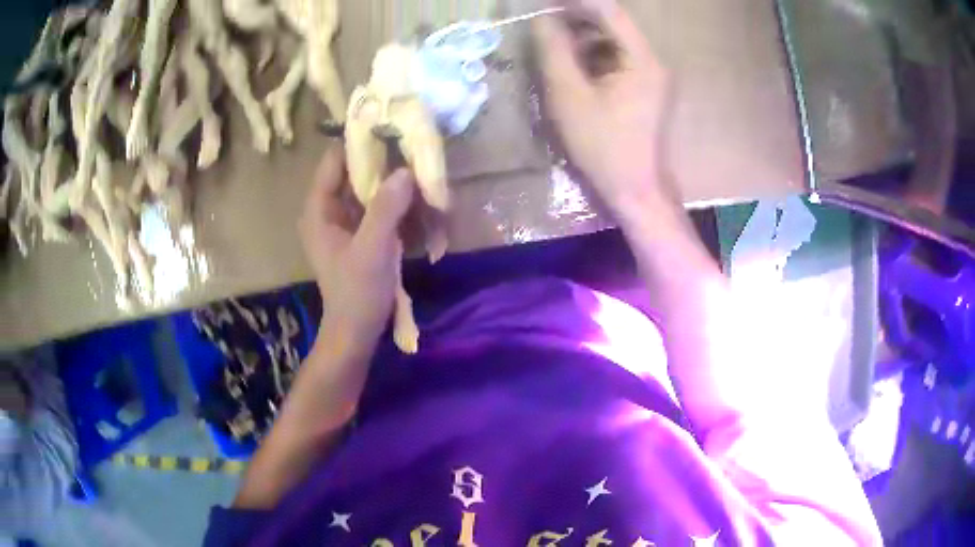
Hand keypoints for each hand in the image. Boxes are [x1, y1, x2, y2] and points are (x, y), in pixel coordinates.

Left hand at [299, 146, 414, 347]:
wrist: (356, 332)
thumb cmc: (357, 293)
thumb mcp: (372, 250)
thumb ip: (386, 209)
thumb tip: (405, 170)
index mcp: (319, 209)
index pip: (334, 160)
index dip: (359, 142)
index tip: (391, 128)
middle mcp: (329, 209)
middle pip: (354, 171)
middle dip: (383, 162)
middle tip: (414, 150)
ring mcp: (345, 221)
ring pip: (369, 188)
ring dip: (393, 182)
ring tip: (420, 171)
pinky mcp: (360, 233)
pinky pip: (378, 207)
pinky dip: (396, 202)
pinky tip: (417, 201)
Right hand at [534, 0, 672, 218]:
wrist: (636, 190)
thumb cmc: (602, 146)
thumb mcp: (569, 95)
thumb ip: (554, 51)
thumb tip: (541, 18)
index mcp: (641, 59)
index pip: (608, 12)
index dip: (575, 2)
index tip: (544, 4)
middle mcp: (653, 61)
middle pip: (613, 24)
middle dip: (577, 19)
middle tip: (543, 22)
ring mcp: (652, 75)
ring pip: (614, 42)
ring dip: (583, 38)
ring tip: (553, 45)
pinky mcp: (646, 89)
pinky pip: (618, 60)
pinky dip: (594, 57)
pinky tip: (573, 69)